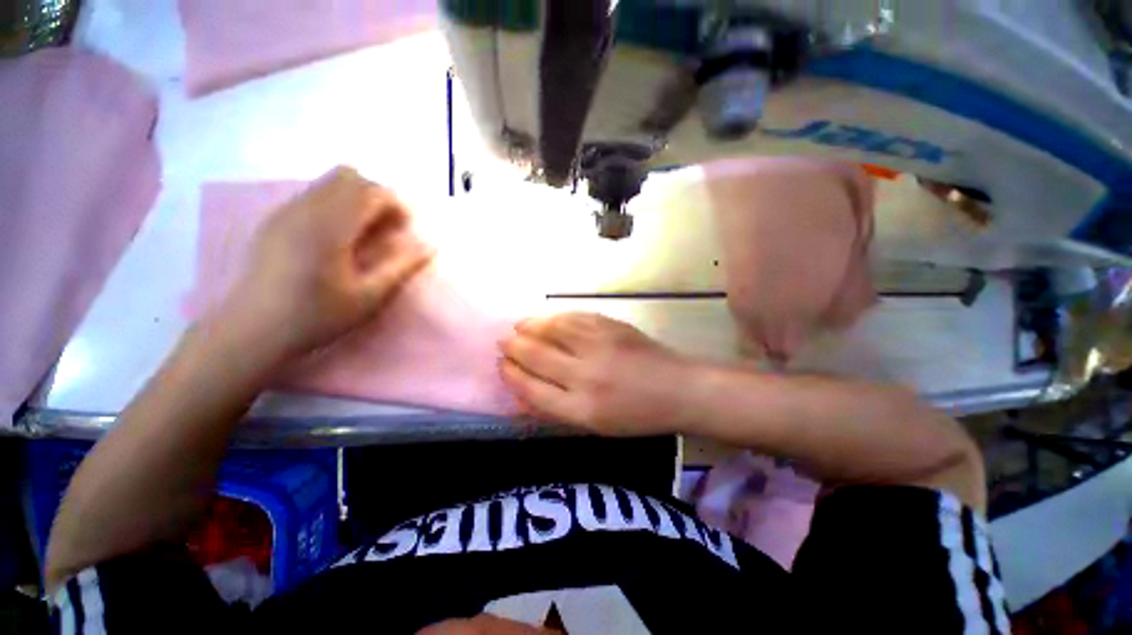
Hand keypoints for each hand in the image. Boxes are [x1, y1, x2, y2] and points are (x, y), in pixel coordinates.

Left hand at [219, 166, 433, 357]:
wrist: (251, 330)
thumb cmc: (316, 316)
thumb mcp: (369, 297)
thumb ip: (401, 267)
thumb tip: (429, 246)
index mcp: (330, 226)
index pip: (370, 191)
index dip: (396, 205)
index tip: (405, 230)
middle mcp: (305, 209)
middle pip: (348, 177)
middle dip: (376, 196)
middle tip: (386, 229)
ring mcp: (286, 211)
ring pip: (328, 183)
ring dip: (355, 200)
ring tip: (362, 235)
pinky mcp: (275, 220)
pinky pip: (312, 195)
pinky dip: (335, 206)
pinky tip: (336, 239)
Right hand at [499, 313, 699, 435]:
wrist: (678, 389)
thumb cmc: (636, 415)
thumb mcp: (594, 425)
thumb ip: (557, 409)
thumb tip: (522, 392)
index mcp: (581, 409)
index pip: (531, 388)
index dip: (511, 374)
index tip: (501, 365)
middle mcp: (586, 375)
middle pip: (536, 355)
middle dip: (513, 346)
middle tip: (503, 341)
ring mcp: (600, 345)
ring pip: (552, 329)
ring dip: (530, 326)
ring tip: (519, 326)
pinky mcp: (612, 326)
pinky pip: (574, 317)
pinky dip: (555, 318)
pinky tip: (547, 320)